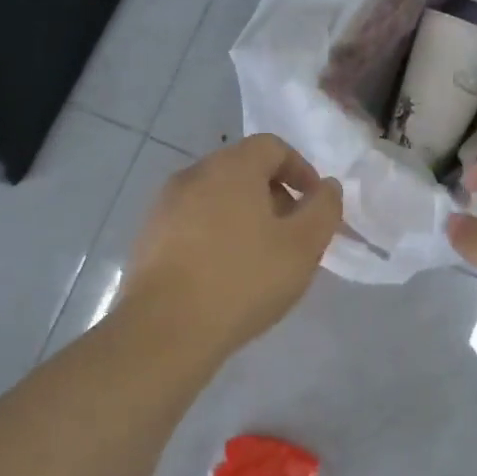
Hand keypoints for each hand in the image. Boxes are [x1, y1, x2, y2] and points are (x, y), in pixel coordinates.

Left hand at [121, 134, 342, 358]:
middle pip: (243, 170)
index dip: (301, 170)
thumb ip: (324, 209)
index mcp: (231, 167)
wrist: (166, 329)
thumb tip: (327, 187)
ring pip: (216, 197)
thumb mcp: (303, 247)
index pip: (272, 147)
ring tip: (260, 258)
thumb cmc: (243, 280)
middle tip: (292, 235)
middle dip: (274, 195)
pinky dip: (216, 235)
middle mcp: (193, 175)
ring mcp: (164, 206)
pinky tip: (225, 273)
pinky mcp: (148, 237)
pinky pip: (193, 222)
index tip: (315, 205)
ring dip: (244, 217)